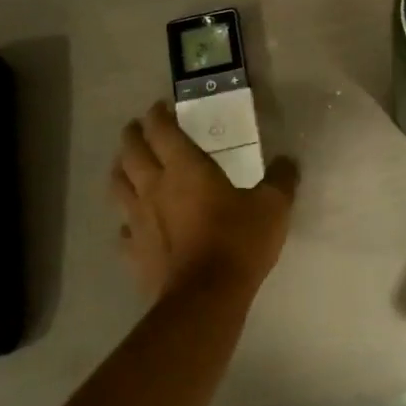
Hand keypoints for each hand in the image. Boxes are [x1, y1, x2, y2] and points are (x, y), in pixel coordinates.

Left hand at [109, 102, 298, 301]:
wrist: (206, 298)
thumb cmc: (238, 241)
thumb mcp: (273, 206)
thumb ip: (281, 179)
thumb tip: (288, 161)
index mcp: (184, 167)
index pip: (161, 130)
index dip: (157, 115)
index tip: (160, 107)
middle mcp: (154, 186)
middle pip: (131, 151)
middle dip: (132, 135)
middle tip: (138, 128)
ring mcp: (138, 220)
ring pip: (117, 185)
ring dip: (120, 170)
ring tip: (126, 165)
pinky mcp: (134, 252)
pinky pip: (122, 229)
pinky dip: (126, 220)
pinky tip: (133, 223)